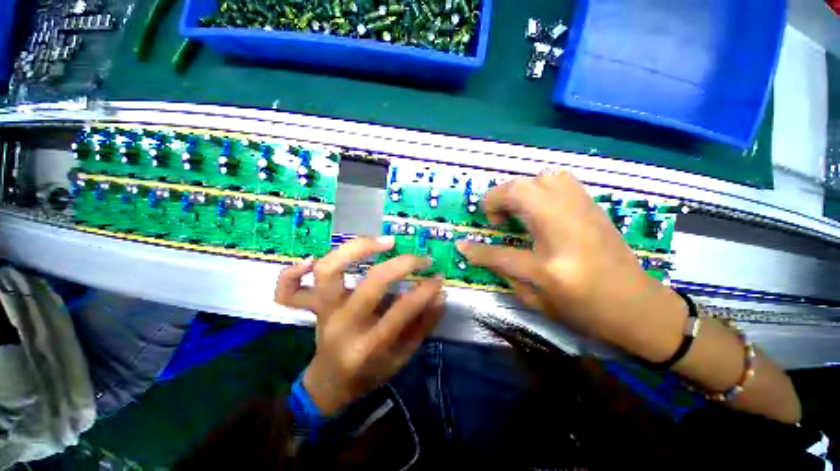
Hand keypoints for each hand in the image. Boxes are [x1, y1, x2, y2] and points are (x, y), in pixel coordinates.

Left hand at [275, 237, 444, 414]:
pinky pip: (287, 289)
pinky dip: (294, 271)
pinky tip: (313, 259)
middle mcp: (342, 325)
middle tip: (418, 258)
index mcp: (368, 346)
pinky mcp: (310, 308)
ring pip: (329, 271)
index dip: (423, 291)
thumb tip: (439, 295)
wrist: (329, 385)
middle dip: (401, 265)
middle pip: (370, 283)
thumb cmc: (369, 374)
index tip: (437, 278)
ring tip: (382, 242)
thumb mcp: (402, 356)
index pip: (401, 311)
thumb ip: (422, 325)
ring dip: (356, 248)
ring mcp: (322, 313)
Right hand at [456, 171, 686, 362]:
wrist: (640, 306)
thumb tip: (479, 253)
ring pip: (542, 178)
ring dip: (520, 190)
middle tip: (494, 218)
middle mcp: (566, 233)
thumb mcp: (538, 302)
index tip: (462, 244)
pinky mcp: (593, 207)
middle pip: (522, 193)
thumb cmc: (586, 312)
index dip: (477, 250)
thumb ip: (505, 273)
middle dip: (496, 199)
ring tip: (516, 209)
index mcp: (551, 268)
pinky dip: (540, 187)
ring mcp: (583, 214)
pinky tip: (538, 207)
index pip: (501, 253)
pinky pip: (560, 181)